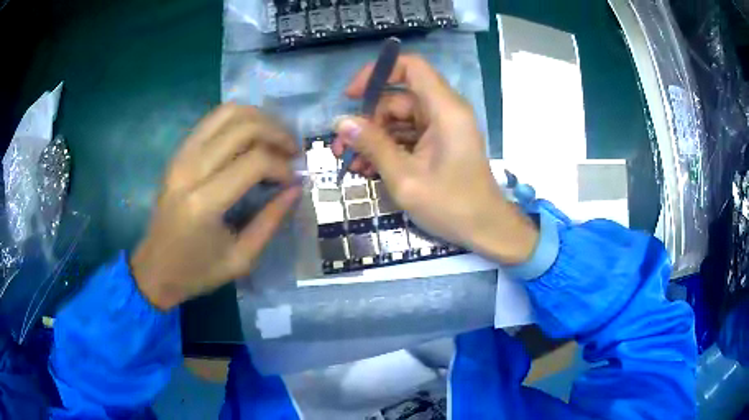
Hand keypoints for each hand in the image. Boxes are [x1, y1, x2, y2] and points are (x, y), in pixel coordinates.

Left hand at [131, 104, 300, 309]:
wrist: (155, 269)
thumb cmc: (197, 271)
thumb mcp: (241, 259)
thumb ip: (271, 221)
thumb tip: (296, 187)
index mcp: (204, 203)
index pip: (254, 162)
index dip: (282, 166)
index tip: (292, 181)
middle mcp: (190, 170)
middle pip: (243, 127)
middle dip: (277, 133)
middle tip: (292, 152)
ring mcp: (181, 156)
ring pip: (228, 112)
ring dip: (260, 119)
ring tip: (275, 138)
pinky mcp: (179, 152)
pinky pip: (213, 119)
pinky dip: (239, 119)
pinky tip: (252, 137)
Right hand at [332, 56, 537, 263]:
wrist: (485, 230)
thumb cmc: (451, 205)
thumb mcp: (405, 178)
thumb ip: (373, 145)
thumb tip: (340, 122)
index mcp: (445, 110)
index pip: (411, 67)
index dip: (378, 72)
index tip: (351, 96)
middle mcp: (445, 111)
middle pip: (398, 98)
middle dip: (366, 120)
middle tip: (341, 147)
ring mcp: (442, 128)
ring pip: (399, 119)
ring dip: (373, 138)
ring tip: (350, 164)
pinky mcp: (439, 143)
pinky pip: (408, 135)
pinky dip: (388, 148)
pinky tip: (368, 169)